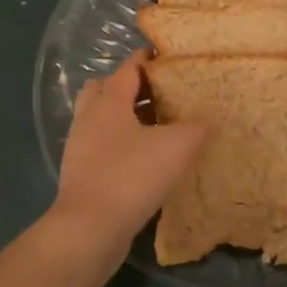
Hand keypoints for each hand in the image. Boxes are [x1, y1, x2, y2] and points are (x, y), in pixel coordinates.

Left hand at [49, 53, 206, 259]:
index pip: (129, 68)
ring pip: (103, 120)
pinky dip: (122, 146)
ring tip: (159, 128)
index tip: (170, 58)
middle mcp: (89, 118)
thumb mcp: (177, 147)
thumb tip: (205, 121)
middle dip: (132, 87)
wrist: (89, 229)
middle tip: (161, 94)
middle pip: (106, 89)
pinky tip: (146, 161)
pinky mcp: (82, 174)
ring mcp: (81, 147)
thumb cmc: (131, 176)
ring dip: (127, 119)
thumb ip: (195, 128)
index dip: (148, 59)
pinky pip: (103, 147)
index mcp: (108, 102)